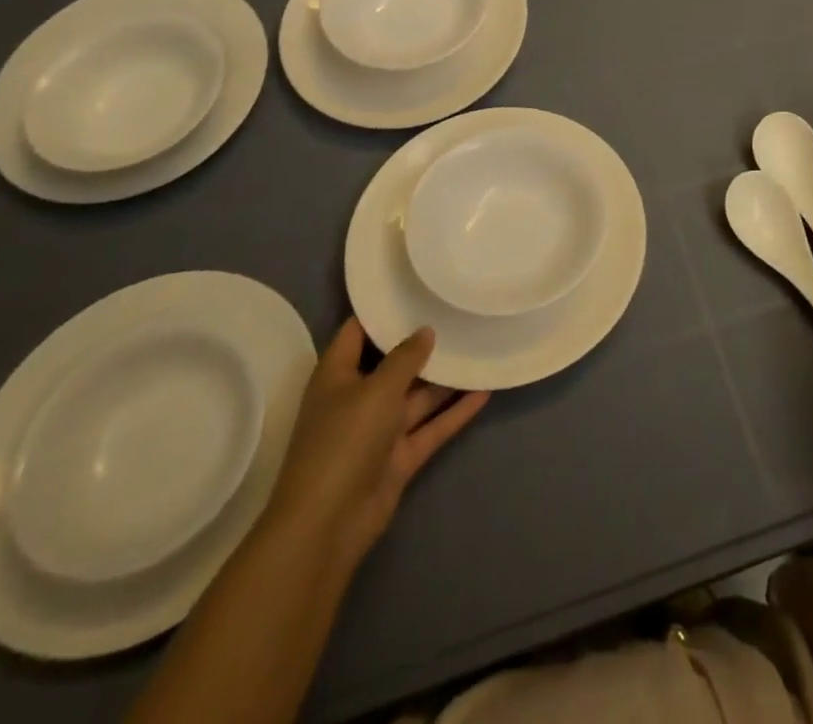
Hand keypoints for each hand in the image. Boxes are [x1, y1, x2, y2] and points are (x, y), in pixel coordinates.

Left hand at [263, 319, 489, 566]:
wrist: (327, 526)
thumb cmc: (343, 442)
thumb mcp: (376, 390)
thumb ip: (404, 358)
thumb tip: (425, 331)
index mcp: (337, 375)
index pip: (357, 332)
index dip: (382, 310)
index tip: (415, 287)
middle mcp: (357, 398)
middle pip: (393, 363)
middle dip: (422, 343)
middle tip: (458, 313)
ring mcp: (379, 431)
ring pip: (417, 396)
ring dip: (445, 378)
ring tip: (479, 347)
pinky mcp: (398, 458)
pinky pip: (431, 427)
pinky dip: (455, 412)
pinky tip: (485, 392)